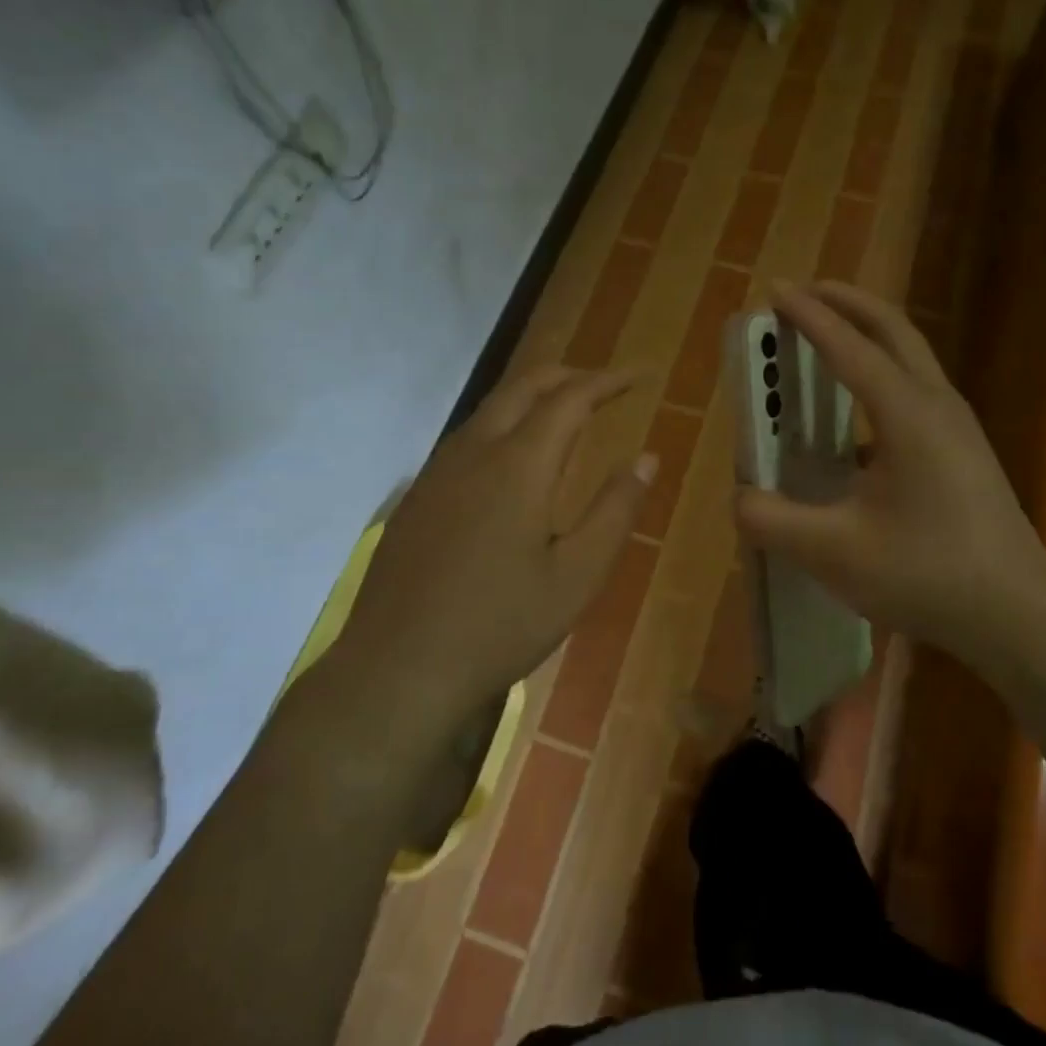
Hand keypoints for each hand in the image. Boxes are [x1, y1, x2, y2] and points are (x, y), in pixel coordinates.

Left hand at [306, 368, 655, 740]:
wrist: (398, 669)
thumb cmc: (500, 625)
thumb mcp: (577, 576)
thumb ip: (615, 511)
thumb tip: (647, 458)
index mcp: (518, 465)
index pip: (570, 398)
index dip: (609, 381)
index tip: (641, 375)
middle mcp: (474, 452)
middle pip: (523, 386)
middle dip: (569, 376)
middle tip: (606, 386)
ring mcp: (437, 472)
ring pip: (490, 409)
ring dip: (532, 397)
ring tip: (565, 413)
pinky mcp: (417, 497)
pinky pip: (467, 438)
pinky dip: (503, 426)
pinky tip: (512, 461)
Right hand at [735, 283, 1045, 678]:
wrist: (1017, 614)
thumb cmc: (927, 574)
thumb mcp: (834, 552)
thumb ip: (773, 521)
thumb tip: (739, 498)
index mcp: (907, 415)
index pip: (849, 348)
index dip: (809, 317)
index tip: (775, 290)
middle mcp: (936, 405)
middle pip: (893, 329)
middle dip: (847, 302)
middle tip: (805, 293)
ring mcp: (958, 426)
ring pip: (910, 356)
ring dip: (867, 334)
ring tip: (828, 336)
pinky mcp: (964, 451)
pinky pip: (916, 390)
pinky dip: (881, 375)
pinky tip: (855, 417)